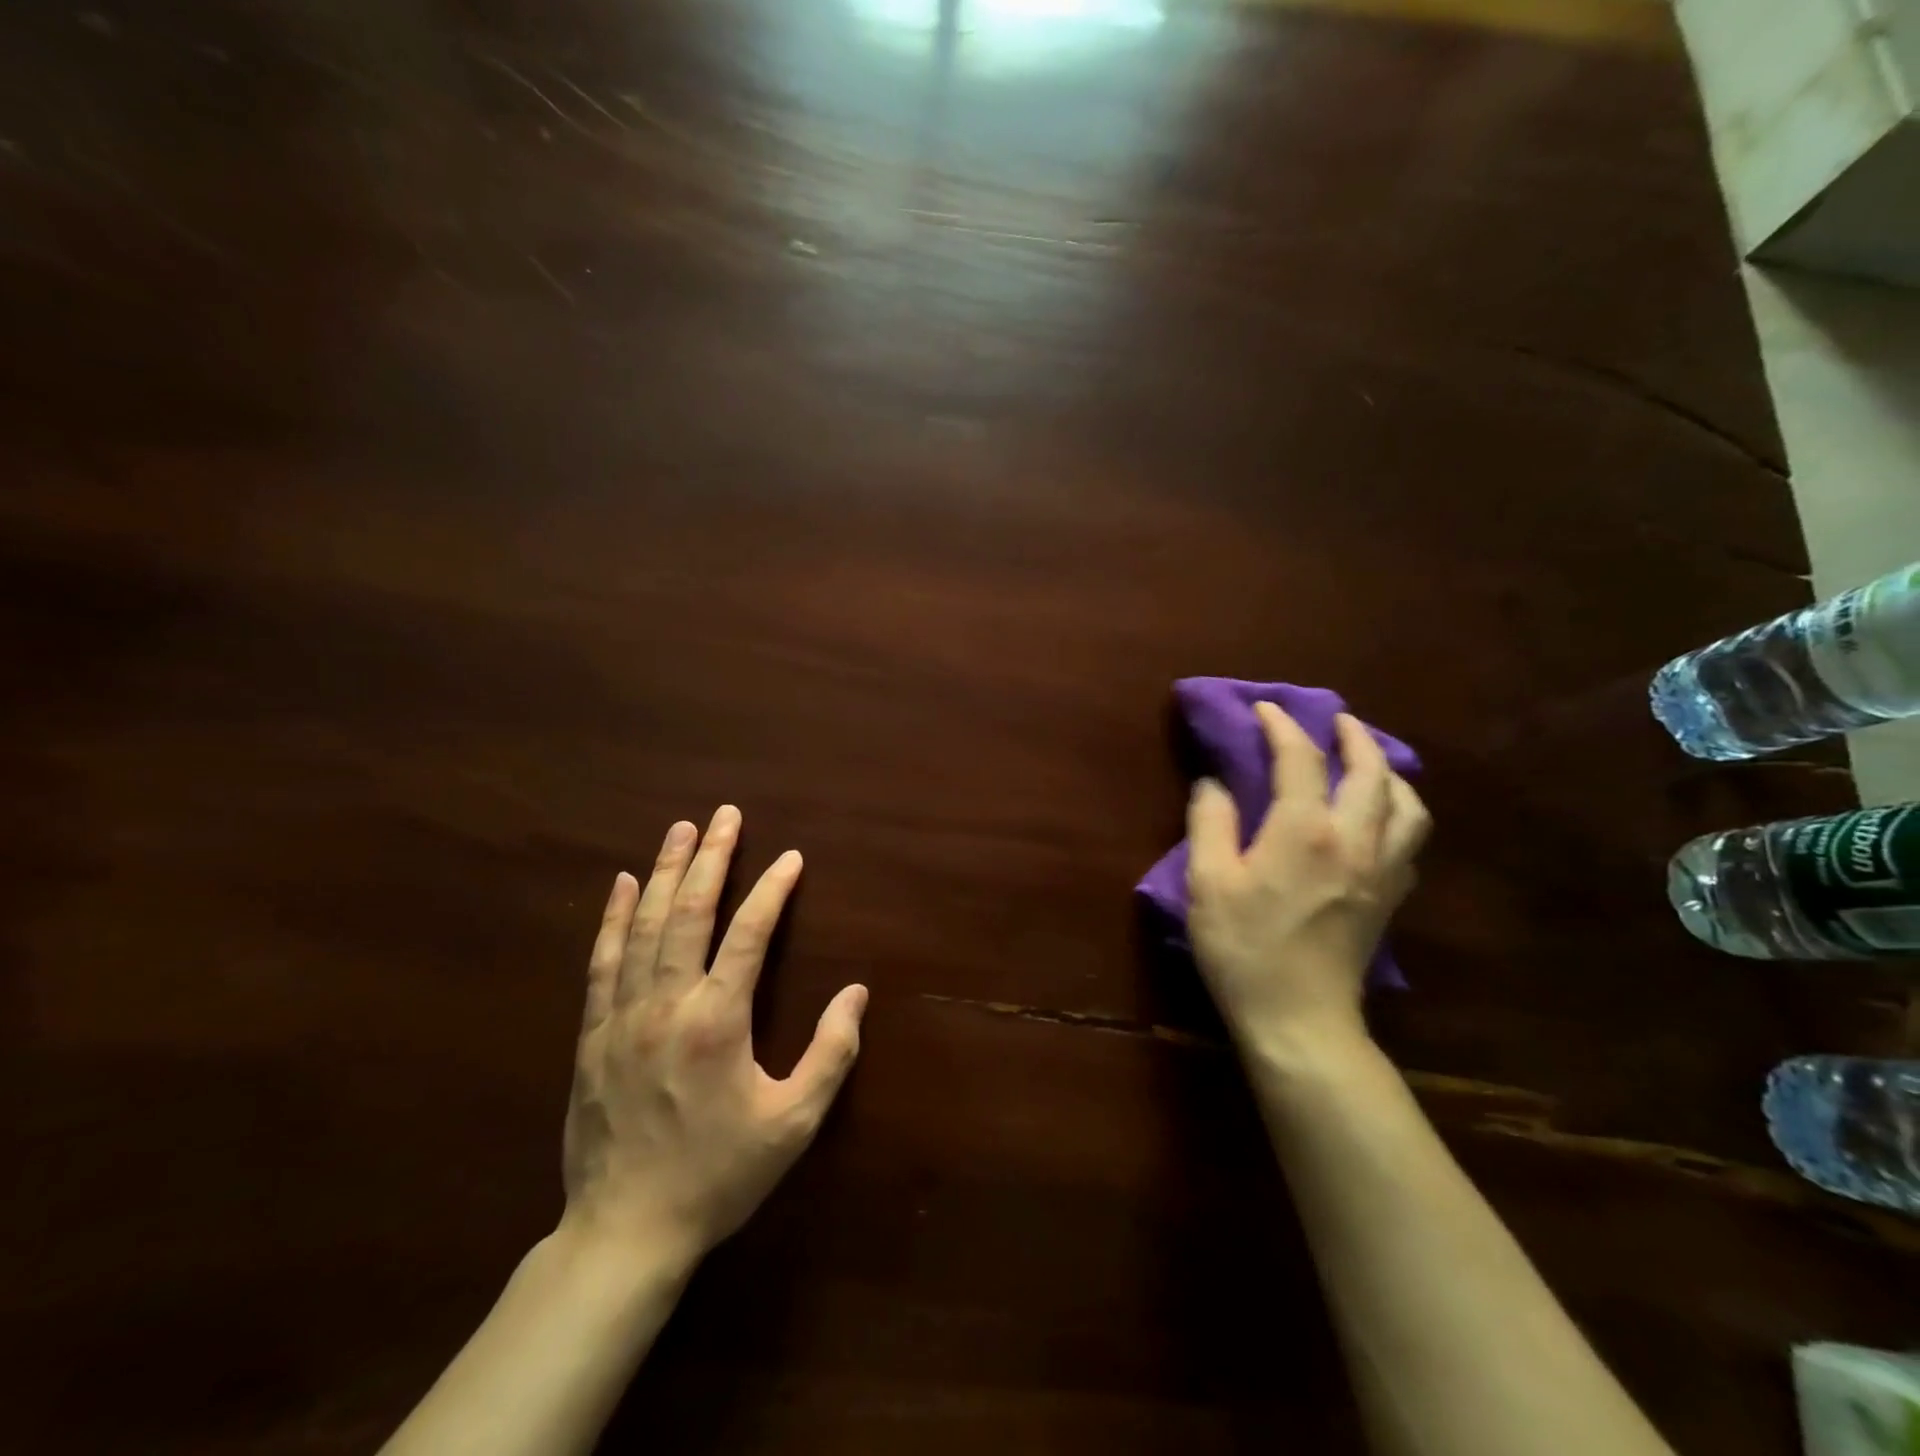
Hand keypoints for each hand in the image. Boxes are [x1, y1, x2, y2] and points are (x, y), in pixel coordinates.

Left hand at [560, 806, 866, 1264]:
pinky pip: (602, 961)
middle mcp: (667, 1004)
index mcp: (718, 1021)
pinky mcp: (592, 1034)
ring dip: (665, 871)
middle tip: (727, 815)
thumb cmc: (718, 1176)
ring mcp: (622, 1016)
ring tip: (682, 829)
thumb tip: (857, 994)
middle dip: (713, 858)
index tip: (791, 859)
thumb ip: (831, 1054)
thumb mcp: (793, 1124)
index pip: (750, 934)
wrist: (624, 1233)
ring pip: (643, 926)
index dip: (773, 890)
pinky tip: (623, 884)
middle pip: (690, 913)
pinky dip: (613, 917)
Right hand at [1186, 704, 1429, 1064]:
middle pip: (1371, 770)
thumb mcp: (1207, 882)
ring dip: (1388, 773)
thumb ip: (1210, 822)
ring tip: (1366, 765)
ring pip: (1407, 804)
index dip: (1282, 725)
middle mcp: (1354, 838)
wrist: (1299, 1019)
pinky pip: (1409, 840)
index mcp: (1305, 829)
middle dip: (1353, 736)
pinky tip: (1376, 820)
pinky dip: (1397, 813)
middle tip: (1334, 721)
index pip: (1300, 758)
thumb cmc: (1245, 948)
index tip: (1264, 708)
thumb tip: (1215, 783)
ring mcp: (1381, 869)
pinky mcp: (1390, 898)